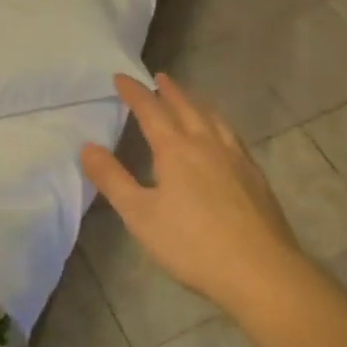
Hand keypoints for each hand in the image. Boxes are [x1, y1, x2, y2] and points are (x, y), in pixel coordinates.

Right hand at [81, 73, 305, 312]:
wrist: (259, 269)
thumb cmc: (192, 244)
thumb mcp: (140, 215)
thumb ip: (113, 179)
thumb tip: (87, 147)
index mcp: (176, 150)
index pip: (151, 111)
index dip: (135, 93)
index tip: (121, 77)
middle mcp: (208, 144)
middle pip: (187, 108)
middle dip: (170, 91)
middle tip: (159, 77)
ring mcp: (236, 158)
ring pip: (215, 119)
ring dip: (198, 104)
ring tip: (191, 99)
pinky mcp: (256, 176)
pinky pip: (233, 137)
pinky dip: (220, 125)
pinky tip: (224, 138)